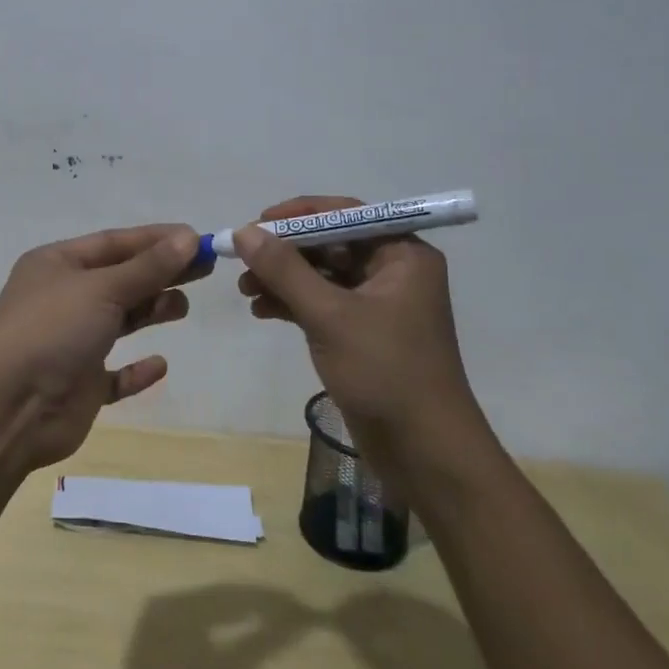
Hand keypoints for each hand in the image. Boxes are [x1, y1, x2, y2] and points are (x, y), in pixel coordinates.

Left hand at [0, 223, 204, 470]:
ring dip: (150, 311)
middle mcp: (63, 298)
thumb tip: (189, 238)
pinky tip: (159, 364)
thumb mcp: (102, 289)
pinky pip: (115, 374)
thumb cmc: (52, 331)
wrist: (8, 410)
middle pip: (121, 278)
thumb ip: (148, 267)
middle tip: (206, 269)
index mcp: (57, 265)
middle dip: (160, 272)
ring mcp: (70, 342)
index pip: (114, 243)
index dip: (156, 239)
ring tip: (182, 307)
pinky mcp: (79, 384)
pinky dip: (136, 369)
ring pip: (118, 320)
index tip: (198, 239)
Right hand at [235, 195, 490, 456]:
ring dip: (284, 279)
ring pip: (322, 275)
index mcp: (402, 254)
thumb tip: (245, 231)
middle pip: (330, 244)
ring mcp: (379, 304)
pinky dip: (293, 304)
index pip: (345, 214)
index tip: (256, 223)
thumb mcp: (330, 316)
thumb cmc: (385, 372)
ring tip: (245, 290)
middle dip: (285, 252)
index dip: (298, 215)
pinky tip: (261, 311)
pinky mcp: (364, 333)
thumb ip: (285, 270)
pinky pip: (323, 304)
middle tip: (242, 261)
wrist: (426, 454)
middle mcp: (393, 271)